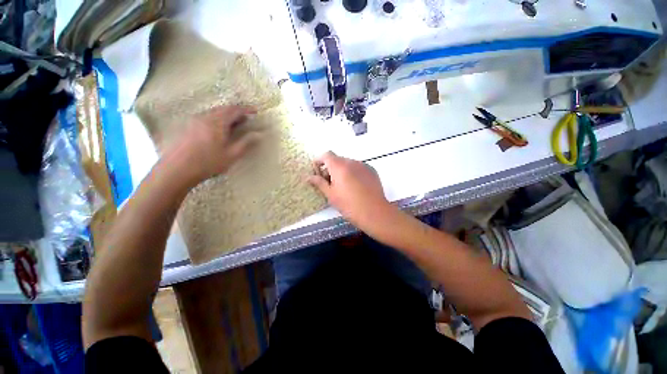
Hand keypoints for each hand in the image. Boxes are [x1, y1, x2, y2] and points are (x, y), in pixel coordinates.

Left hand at [169, 105, 261, 183]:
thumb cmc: (208, 163)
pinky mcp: (188, 126)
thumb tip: (257, 134)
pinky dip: (218, 119)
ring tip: (235, 125)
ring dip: (226, 115)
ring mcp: (195, 121)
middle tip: (246, 119)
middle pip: (223, 109)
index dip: (246, 110)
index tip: (255, 112)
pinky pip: (207, 117)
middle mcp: (205, 117)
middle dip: (236, 112)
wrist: (177, 169)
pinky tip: (220, 130)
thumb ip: (246, 143)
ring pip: (214, 112)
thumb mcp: (232, 155)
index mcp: (217, 122)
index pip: (234, 110)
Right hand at [308, 151, 393, 228]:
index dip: (319, 161)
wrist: (374, 212)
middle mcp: (352, 162)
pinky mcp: (372, 170)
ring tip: (344, 186)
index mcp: (339, 166)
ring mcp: (363, 165)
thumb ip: (319, 183)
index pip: (326, 155)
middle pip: (337, 160)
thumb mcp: (331, 195)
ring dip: (342, 171)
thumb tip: (309, 177)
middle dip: (331, 168)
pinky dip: (353, 173)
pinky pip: (358, 168)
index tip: (317, 171)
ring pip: (348, 164)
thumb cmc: (349, 205)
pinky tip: (355, 187)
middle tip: (329, 183)